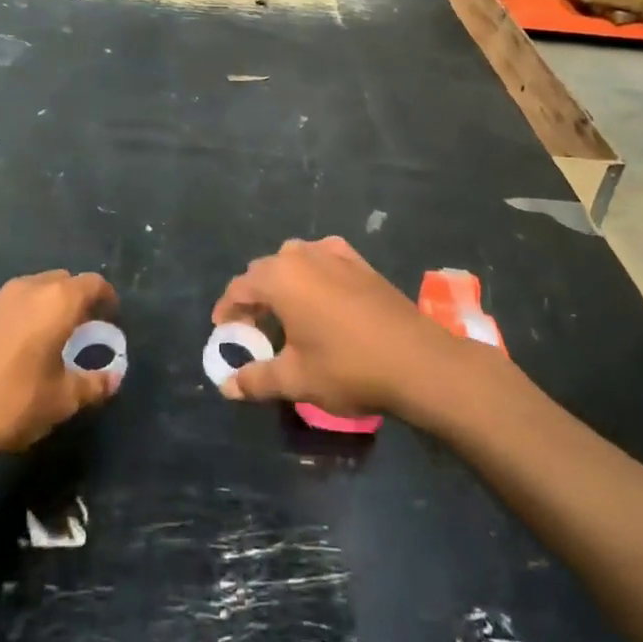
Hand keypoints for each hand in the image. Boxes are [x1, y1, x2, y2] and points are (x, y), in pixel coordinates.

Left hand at [0, 270, 119, 460]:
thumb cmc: (11, 404)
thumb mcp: (61, 401)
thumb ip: (93, 385)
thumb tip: (113, 378)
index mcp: (56, 301)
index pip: (93, 284)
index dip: (107, 299)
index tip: (110, 319)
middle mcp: (25, 288)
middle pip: (61, 281)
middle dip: (75, 300)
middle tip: (80, 330)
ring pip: (29, 290)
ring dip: (44, 307)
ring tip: (45, 339)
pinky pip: (3, 307)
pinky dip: (16, 318)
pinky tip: (9, 351)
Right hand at [210, 237, 474, 418]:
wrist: (418, 361)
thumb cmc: (348, 368)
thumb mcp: (296, 379)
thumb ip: (257, 379)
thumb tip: (227, 387)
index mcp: (281, 278)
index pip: (241, 286)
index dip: (228, 308)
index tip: (223, 329)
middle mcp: (305, 256)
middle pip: (266, 269)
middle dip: (254, 295)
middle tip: (252, 327)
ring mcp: (336, 254)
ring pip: (296, 259)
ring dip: (283, 281)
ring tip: (284, 312)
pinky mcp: (362, 263)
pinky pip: (324, 258)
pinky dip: (313, 273)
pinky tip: (321, 295)